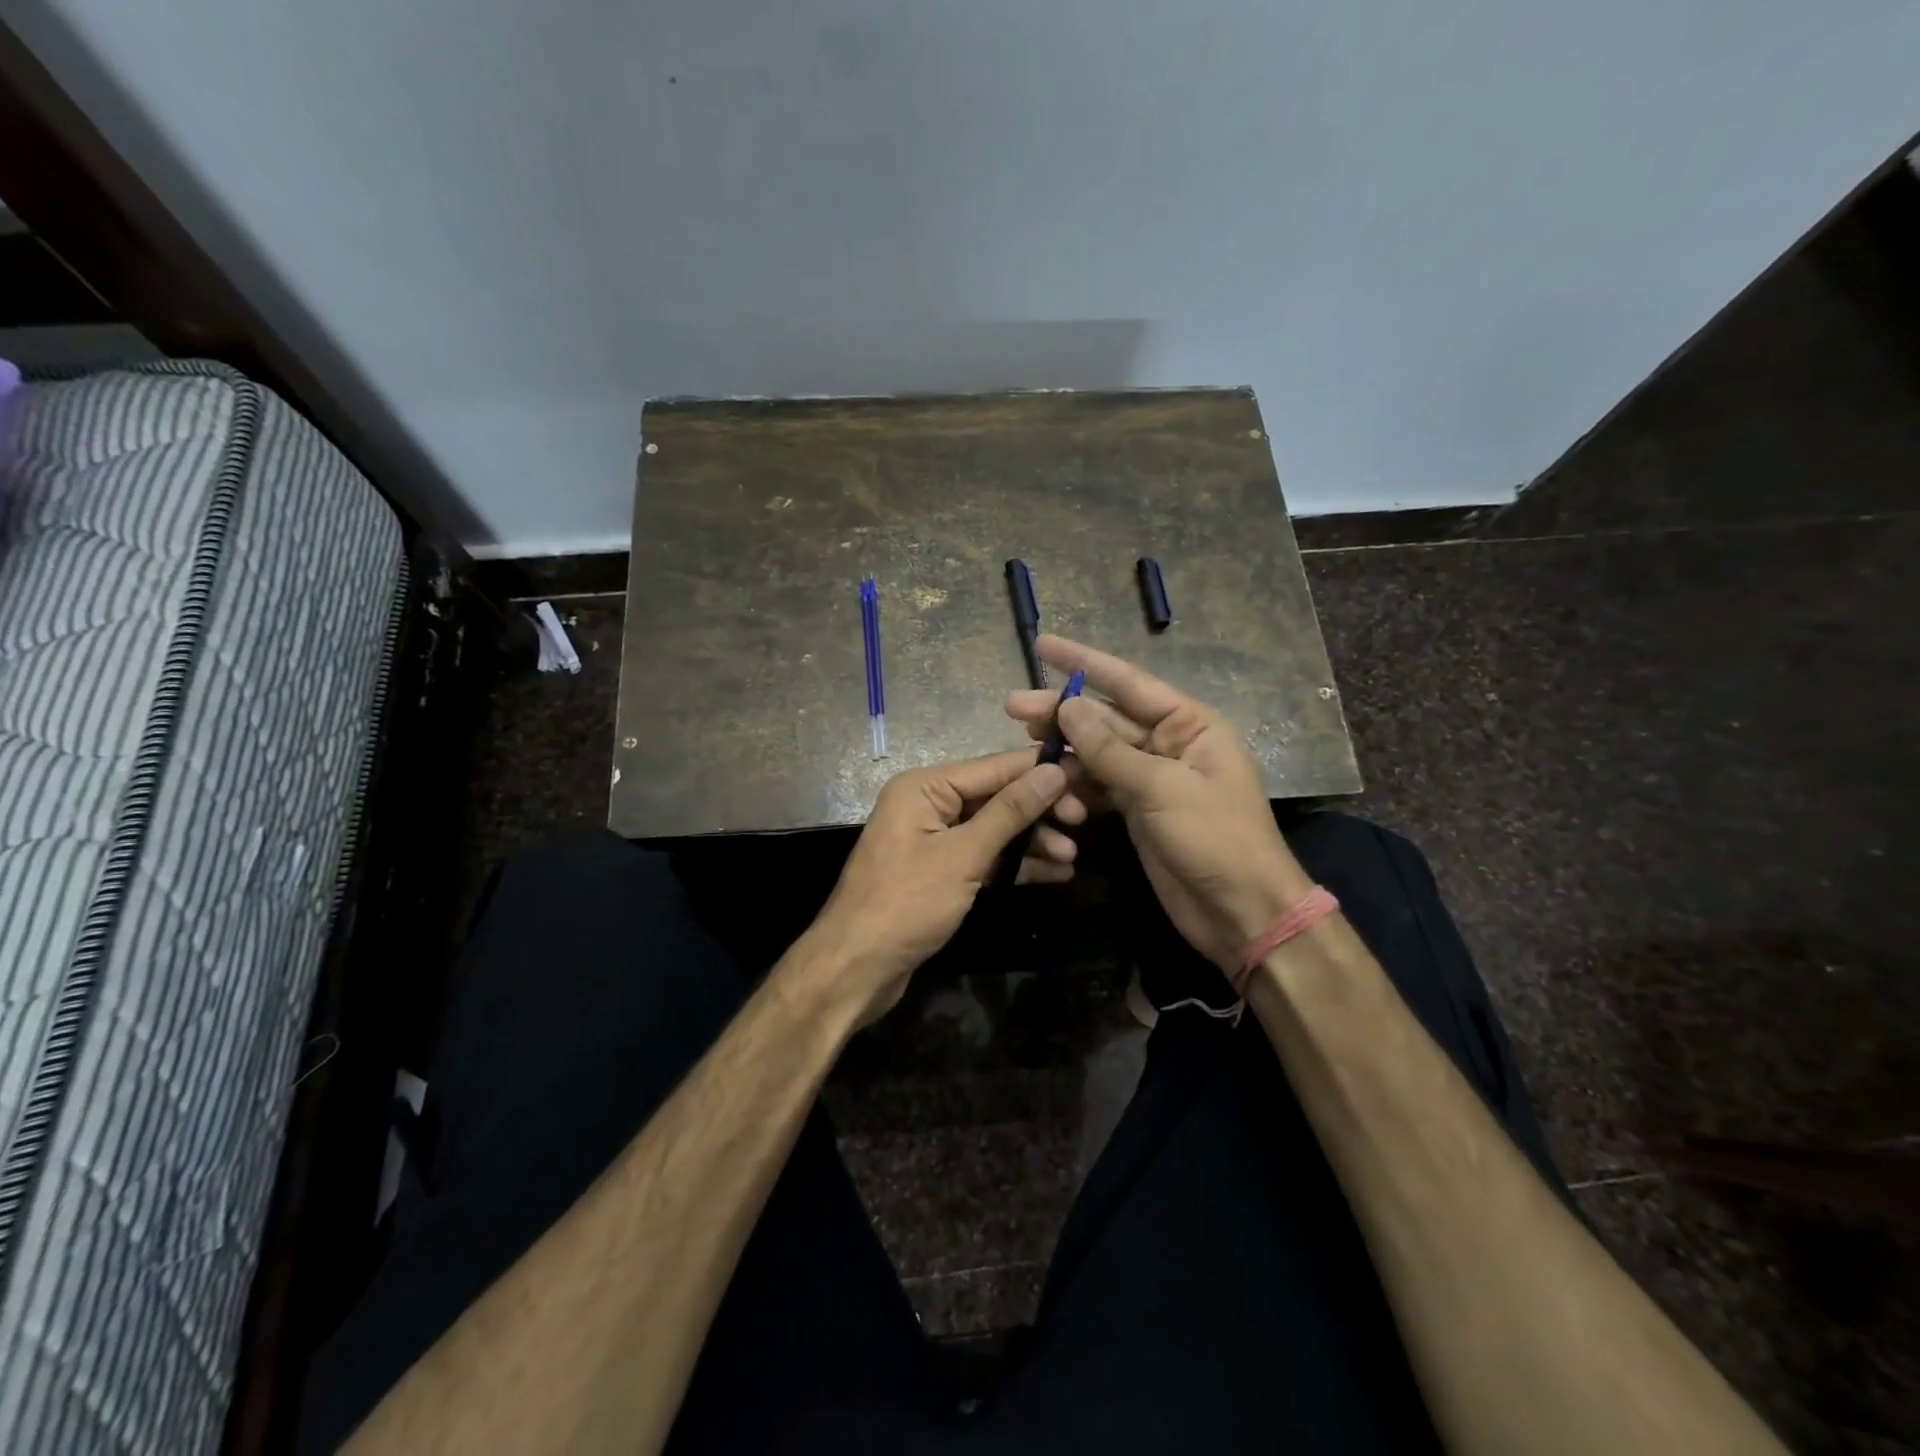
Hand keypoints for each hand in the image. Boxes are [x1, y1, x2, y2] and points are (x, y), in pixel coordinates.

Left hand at [796, 750, 1071, 1025]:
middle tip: (1082, 822)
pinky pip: (983, 857)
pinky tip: (1053, 874)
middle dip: (1038, 810)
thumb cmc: (906, 904)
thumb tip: (1054, 771)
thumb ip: (1010, 812)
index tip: (1087, 773)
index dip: (1040, 770)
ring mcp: (932, 839)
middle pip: (995, 797)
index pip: (994, 767)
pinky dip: (1014, 864)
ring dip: (1032, 841)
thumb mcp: (964, 855)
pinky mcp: (939, 872)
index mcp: (925, 787)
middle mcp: (928, 805)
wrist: (856, 968)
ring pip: (993, 829)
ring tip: (1072, 857)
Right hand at [1006, 635, 1313, 970]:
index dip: (1083, 661)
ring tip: (1023, 744)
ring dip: (1063, 750)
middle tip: (1013, 707)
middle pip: (1106, 718)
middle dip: (1062, 711)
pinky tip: (1046, 782)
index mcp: (1189, 725)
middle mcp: (1169, 743)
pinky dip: (1074, 785)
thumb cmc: (1215, 839)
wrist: (1241, 911)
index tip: (1042, 644)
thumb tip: (1067, 708)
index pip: (1128, 682)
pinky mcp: (1138, 810)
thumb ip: (1110, 750)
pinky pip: (1099, 786)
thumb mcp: (1162, 788)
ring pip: (1098, 753)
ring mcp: (1151, 778)